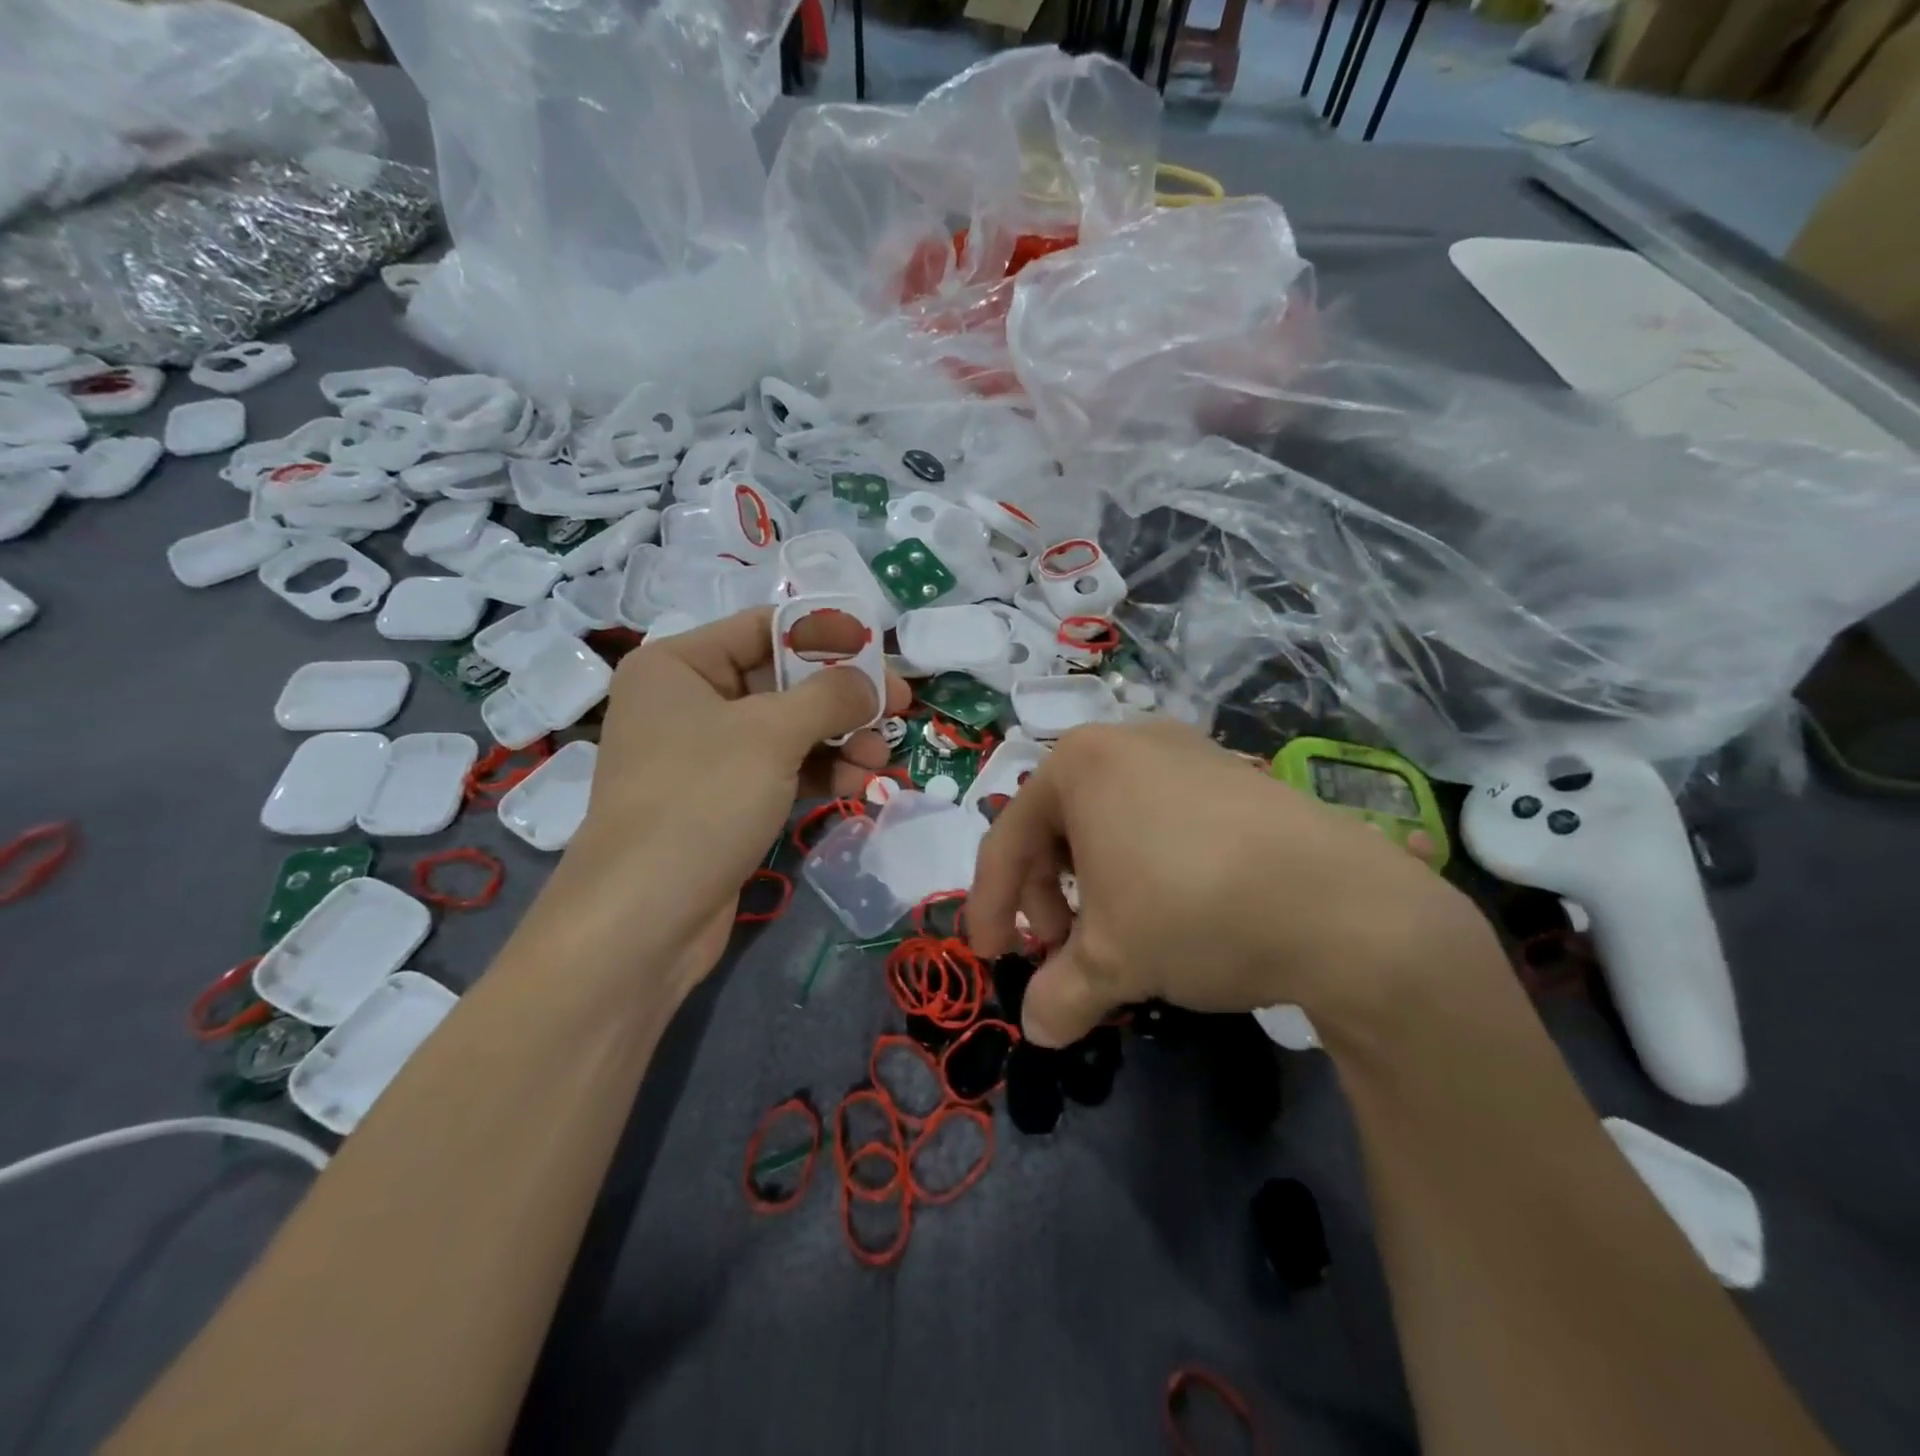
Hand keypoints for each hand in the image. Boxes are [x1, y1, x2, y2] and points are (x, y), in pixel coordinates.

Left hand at [558, 608, 909, 982]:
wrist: (644, 919)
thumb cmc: (701, 800)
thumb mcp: (771, 734)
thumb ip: (830, 696)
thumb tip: (872, 683)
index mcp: (678, 665)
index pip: (764, 629)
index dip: (826, 636)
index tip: (879, 654)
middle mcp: (688, 702)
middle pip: (782, 682)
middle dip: (841, 699)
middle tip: (897, 710)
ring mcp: (705, 756)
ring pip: (788, 730)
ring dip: (840, 740)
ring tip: (879, 760)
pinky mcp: (723, 800)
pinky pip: (781, 770)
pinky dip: (821, 773)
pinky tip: (857, 785)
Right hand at [968, 720, 1496, 1047]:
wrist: (1344, 907)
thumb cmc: (1194, 912)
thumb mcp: (1113, 963)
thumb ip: (1058, 995)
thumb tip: (1038, 1030)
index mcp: (1079, 764)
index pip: (1007, 838)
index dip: (989, 904)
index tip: (990, 957)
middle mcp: (1127, 741)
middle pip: (1056, 825)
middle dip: (1048, 894)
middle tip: (1063, 950)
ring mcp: (1186, 750)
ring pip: (1108, 821)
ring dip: (1094, 882)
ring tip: (1118, 933)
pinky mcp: (1232, 773)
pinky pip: (1158, 816)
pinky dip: (1141, 864)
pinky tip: (1169, 907)